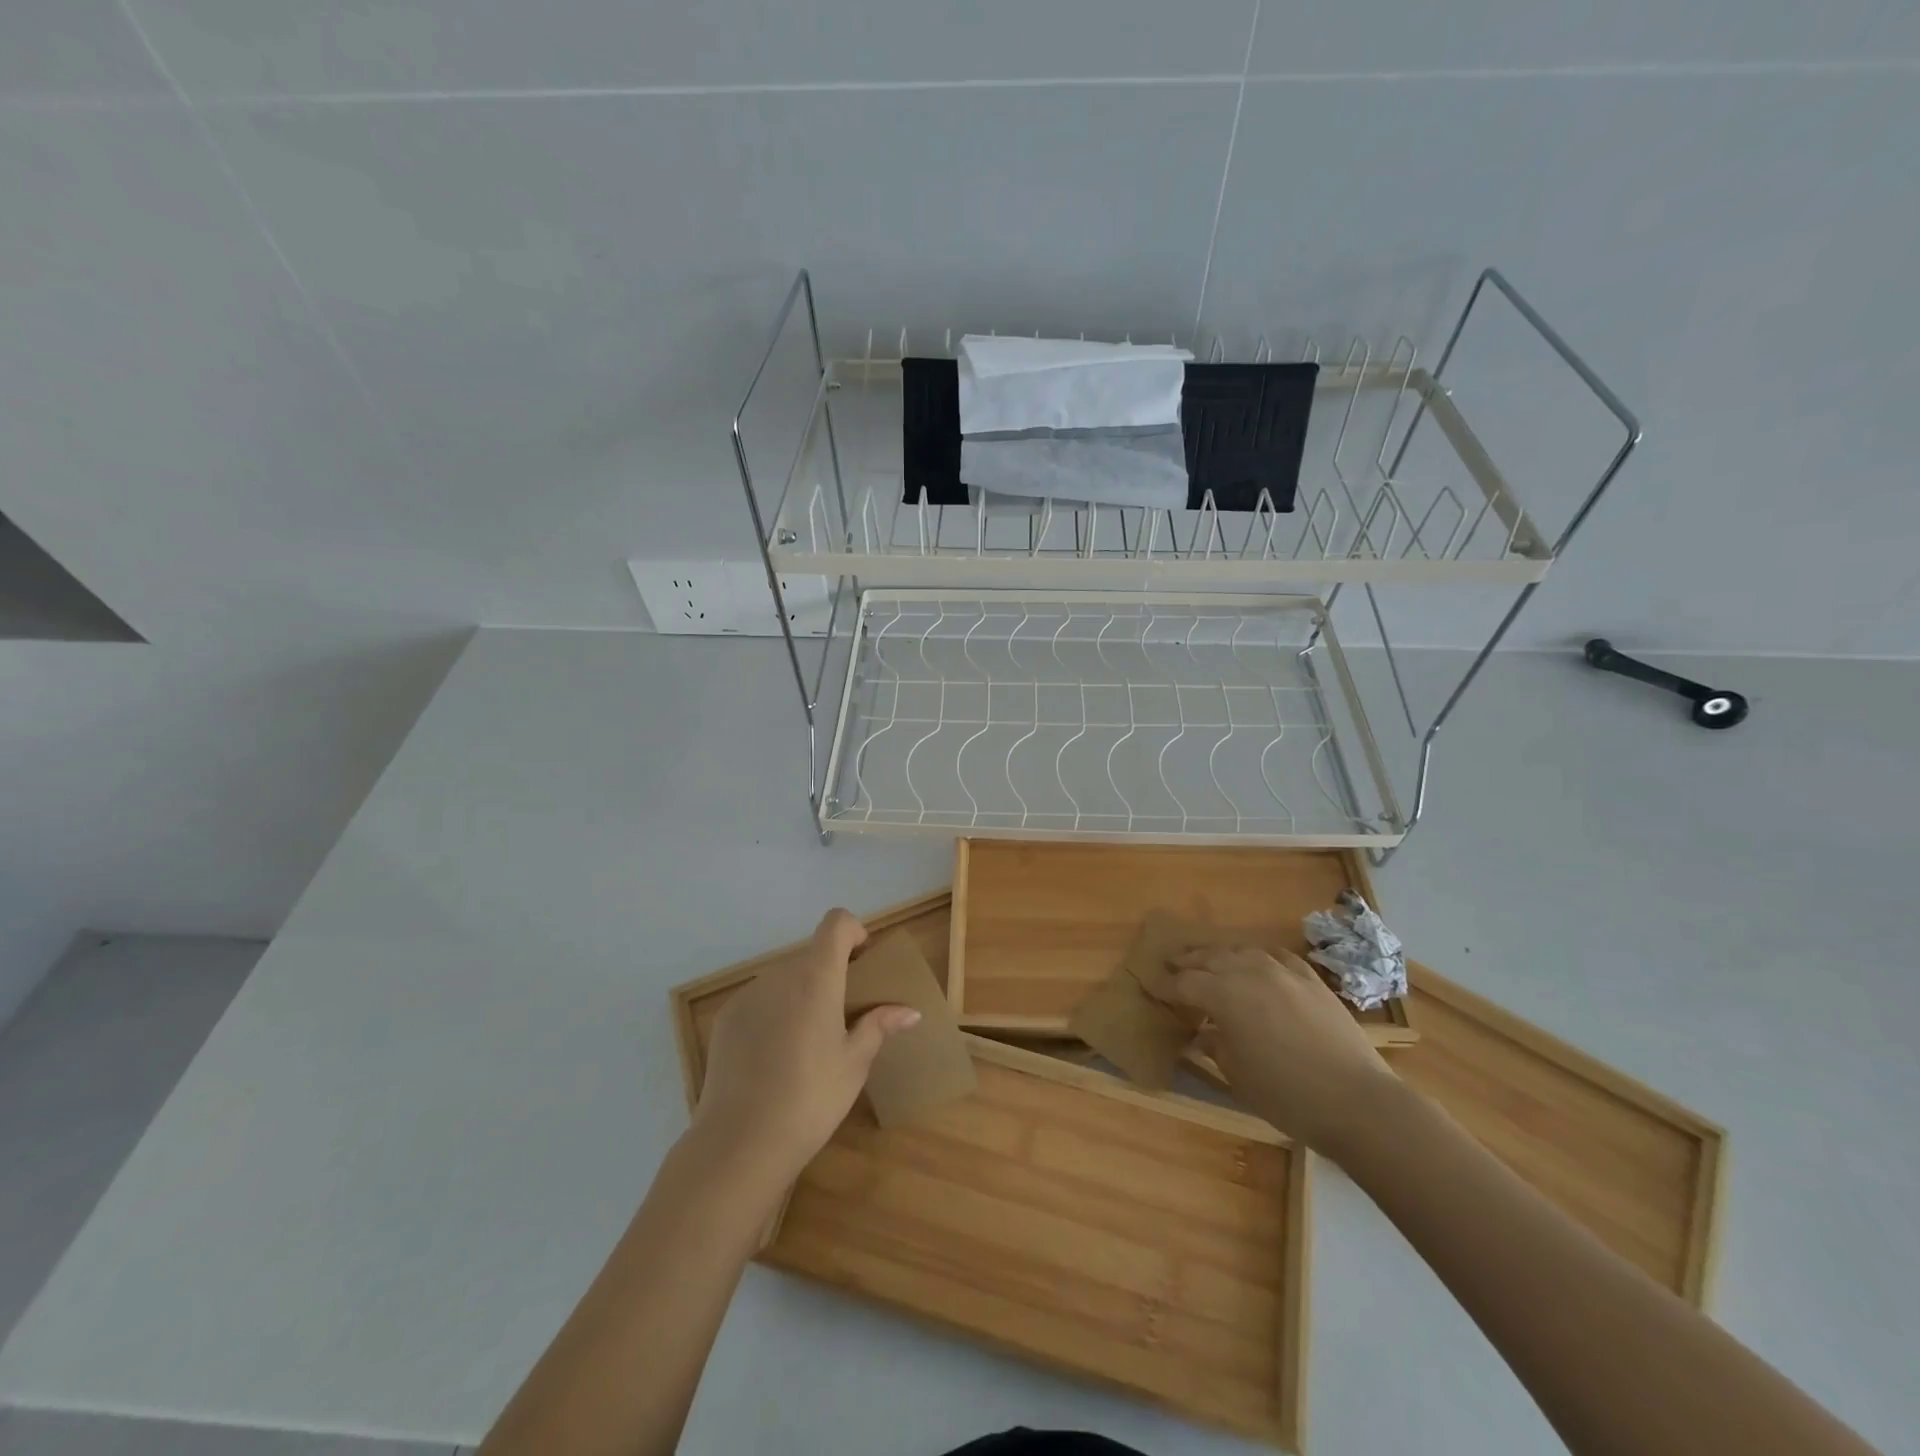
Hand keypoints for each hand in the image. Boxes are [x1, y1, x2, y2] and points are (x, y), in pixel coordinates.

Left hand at [692, 909, 919, 1183]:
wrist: (741, 1141)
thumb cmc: (811, 1098)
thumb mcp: (854, 1063)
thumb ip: (879, 1026)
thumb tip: (910, 1012)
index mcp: (817, 977)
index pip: (836, 923)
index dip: (853, 932)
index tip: (862, 962)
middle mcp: (780, 974)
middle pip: (811, 955)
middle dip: (829, 974)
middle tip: (842, 1016)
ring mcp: (748, 994)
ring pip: (784, 979)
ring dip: (801, 994)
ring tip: (807, 1043)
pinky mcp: (726, 1018)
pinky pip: (760, 1000)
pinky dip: (774, 1013)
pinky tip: (775, 1058)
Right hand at [1168, 944, 1401, 1155]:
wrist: (1357, 1101)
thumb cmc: (1287, 1094)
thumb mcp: (1238, 1076)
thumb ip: (1215, 1046)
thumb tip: (1203, 1034)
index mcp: (1224, 995)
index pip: (1185, 983)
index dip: (1166, 986)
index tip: (1151, 987)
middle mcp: (1249, 972)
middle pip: (1209, 958)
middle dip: (1188, 961)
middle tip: (1171, 965)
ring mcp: (1283, 971)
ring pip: (1242, 950)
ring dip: (1220, 954)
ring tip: (1209, 960)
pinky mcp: (1311, 979)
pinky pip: (1277, 956)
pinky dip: (1260, 957)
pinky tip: (1258, 962)